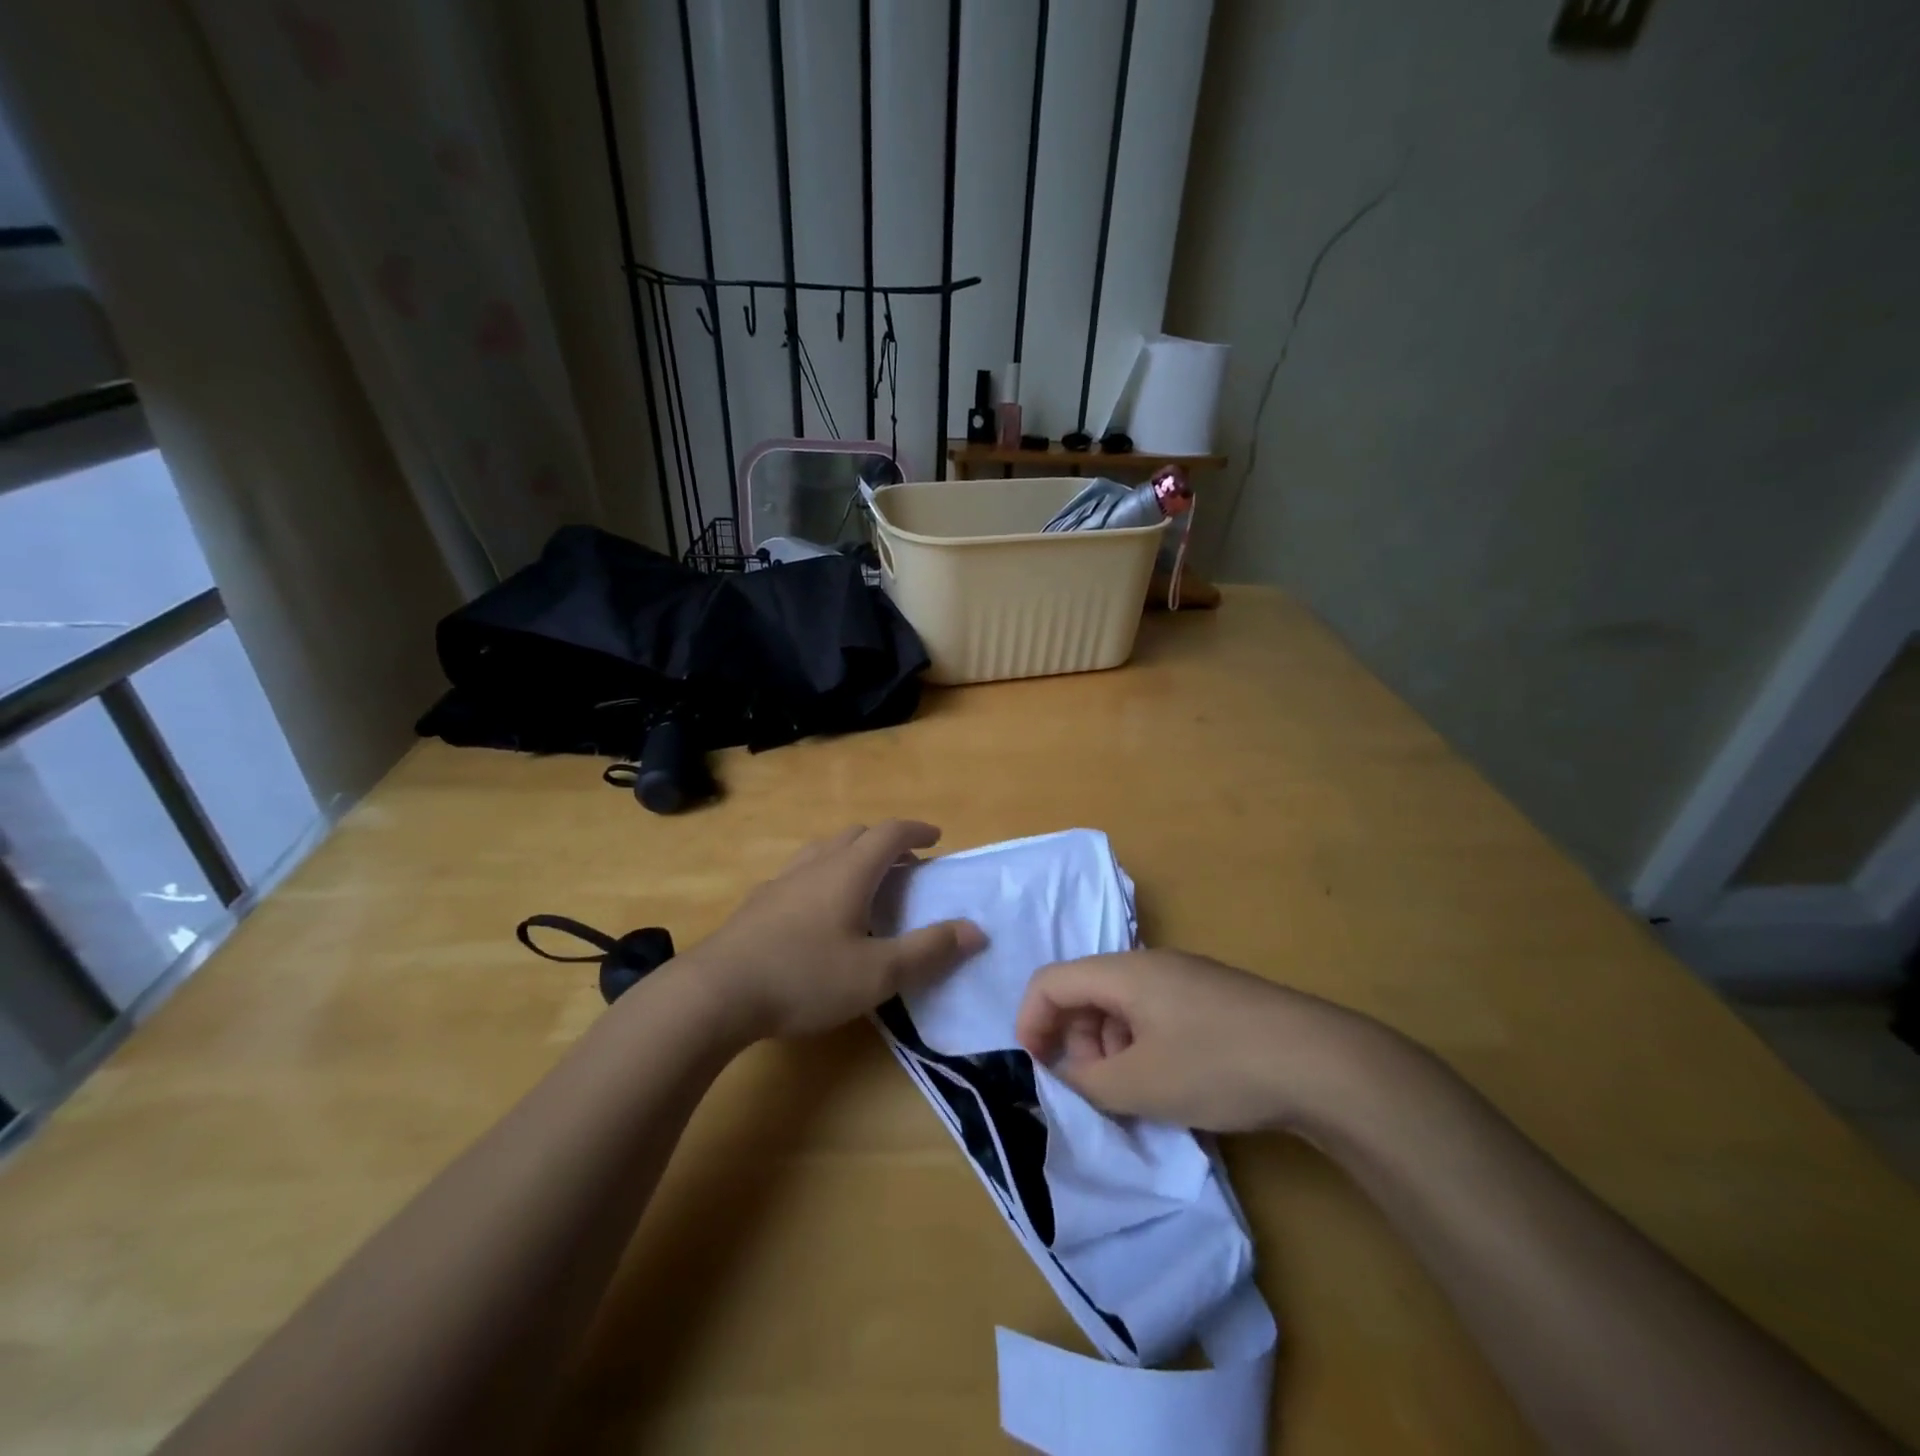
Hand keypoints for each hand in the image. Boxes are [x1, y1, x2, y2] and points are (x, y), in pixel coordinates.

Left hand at [689, 821, 985, 1040]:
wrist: (715, 993)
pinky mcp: (758, 904)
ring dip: (852, 855)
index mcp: (849, 871)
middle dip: (886, 842)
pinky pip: (801, 873)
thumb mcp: (878, 973)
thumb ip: (929, 950)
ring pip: (824, 850)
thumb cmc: (805, 977)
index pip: (890, 833)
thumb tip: (976, 930)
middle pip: (856, 834)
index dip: (916, 830)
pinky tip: (819, 913)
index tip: (936, 838)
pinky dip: (824, 876)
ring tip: (864, 884)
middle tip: (905, 866)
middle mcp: (816, 864)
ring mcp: (782, 881)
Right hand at [1015, 948, 1407, 1133]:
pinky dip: (1142, 1047)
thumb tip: (1066, 1074)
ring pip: (1121, 1007)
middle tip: (1093, 1090)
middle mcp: (1150, 964)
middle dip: (1075, 1041)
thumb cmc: (1218, 1065)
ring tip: (1136, 1094)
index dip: (1031, 1021)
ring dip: (1110, 1049)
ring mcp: (1185, 979)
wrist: (1321, 1062)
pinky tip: (1169, 1084)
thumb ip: (1086, 1081)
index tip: (1035, 1069)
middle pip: (1086, 992)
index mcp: (1124, 971)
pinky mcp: (1212, 999)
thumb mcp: (1140, 1085)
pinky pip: (1155, 1015)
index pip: (1051, 981)